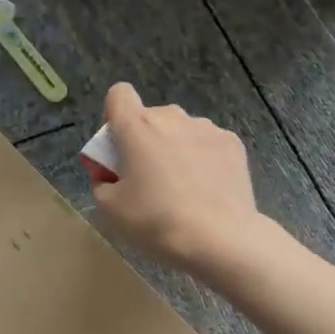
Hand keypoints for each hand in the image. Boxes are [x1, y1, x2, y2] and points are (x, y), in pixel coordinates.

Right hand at [92, 83, 264, 276]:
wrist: (220, 239)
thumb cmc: (156, 221)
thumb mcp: (110, 209)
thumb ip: (102, 181)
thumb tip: (111, 175)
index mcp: (136, 127)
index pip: (118, 94)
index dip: (114, 115)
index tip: (118, 147)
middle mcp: (172, 117)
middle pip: (150, 117)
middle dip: (145, 140)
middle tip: (147, 179)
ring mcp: (206, 128)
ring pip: (181, 130)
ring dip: (175, 148)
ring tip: (183, 188)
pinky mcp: (233, 143)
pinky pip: (207, 143)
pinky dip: (203, 158)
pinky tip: (207, 189)